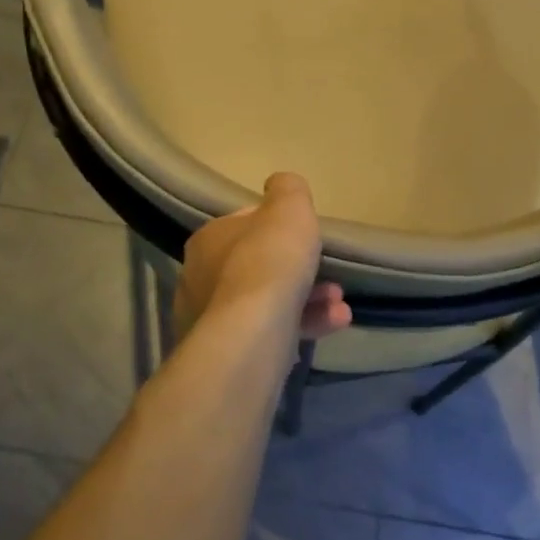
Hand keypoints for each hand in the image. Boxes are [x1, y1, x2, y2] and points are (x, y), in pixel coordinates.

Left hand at [174, 173, 353, 343]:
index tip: (307, 237)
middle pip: (259, 267)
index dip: (279, 228)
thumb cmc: (269, 262)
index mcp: (208, 239)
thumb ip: (288, 190)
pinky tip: (333, 325)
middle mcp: (200, 279)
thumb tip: (280, 184)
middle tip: (332, 278)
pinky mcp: (226, 355)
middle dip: (299, 270)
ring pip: (267, 304)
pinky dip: (302, 326)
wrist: (252, 336)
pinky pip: (269, 334)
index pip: (244, 225)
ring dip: (308, 300)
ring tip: (340, 306)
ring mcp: (210, 322)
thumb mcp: (289, 209)